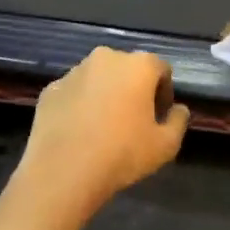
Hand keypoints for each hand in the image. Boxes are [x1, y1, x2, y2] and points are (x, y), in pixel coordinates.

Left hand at [10, 48, 190, 224]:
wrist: (63, 171)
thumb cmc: (122, 153)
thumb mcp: (166, 145)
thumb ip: (179, 121)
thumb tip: (178, 109)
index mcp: (138, 65)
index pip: (161, 69)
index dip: (164, 93)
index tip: (159, 117)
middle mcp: (106, 58)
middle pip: (127, 69)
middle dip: (133, 89)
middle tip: (133, 121)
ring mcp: (74, 72)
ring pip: (98, 79)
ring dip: (105, 95)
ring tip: (104, 127)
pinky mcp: (50, 89)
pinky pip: (73, 93)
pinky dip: (79, 105)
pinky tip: (79, 131)